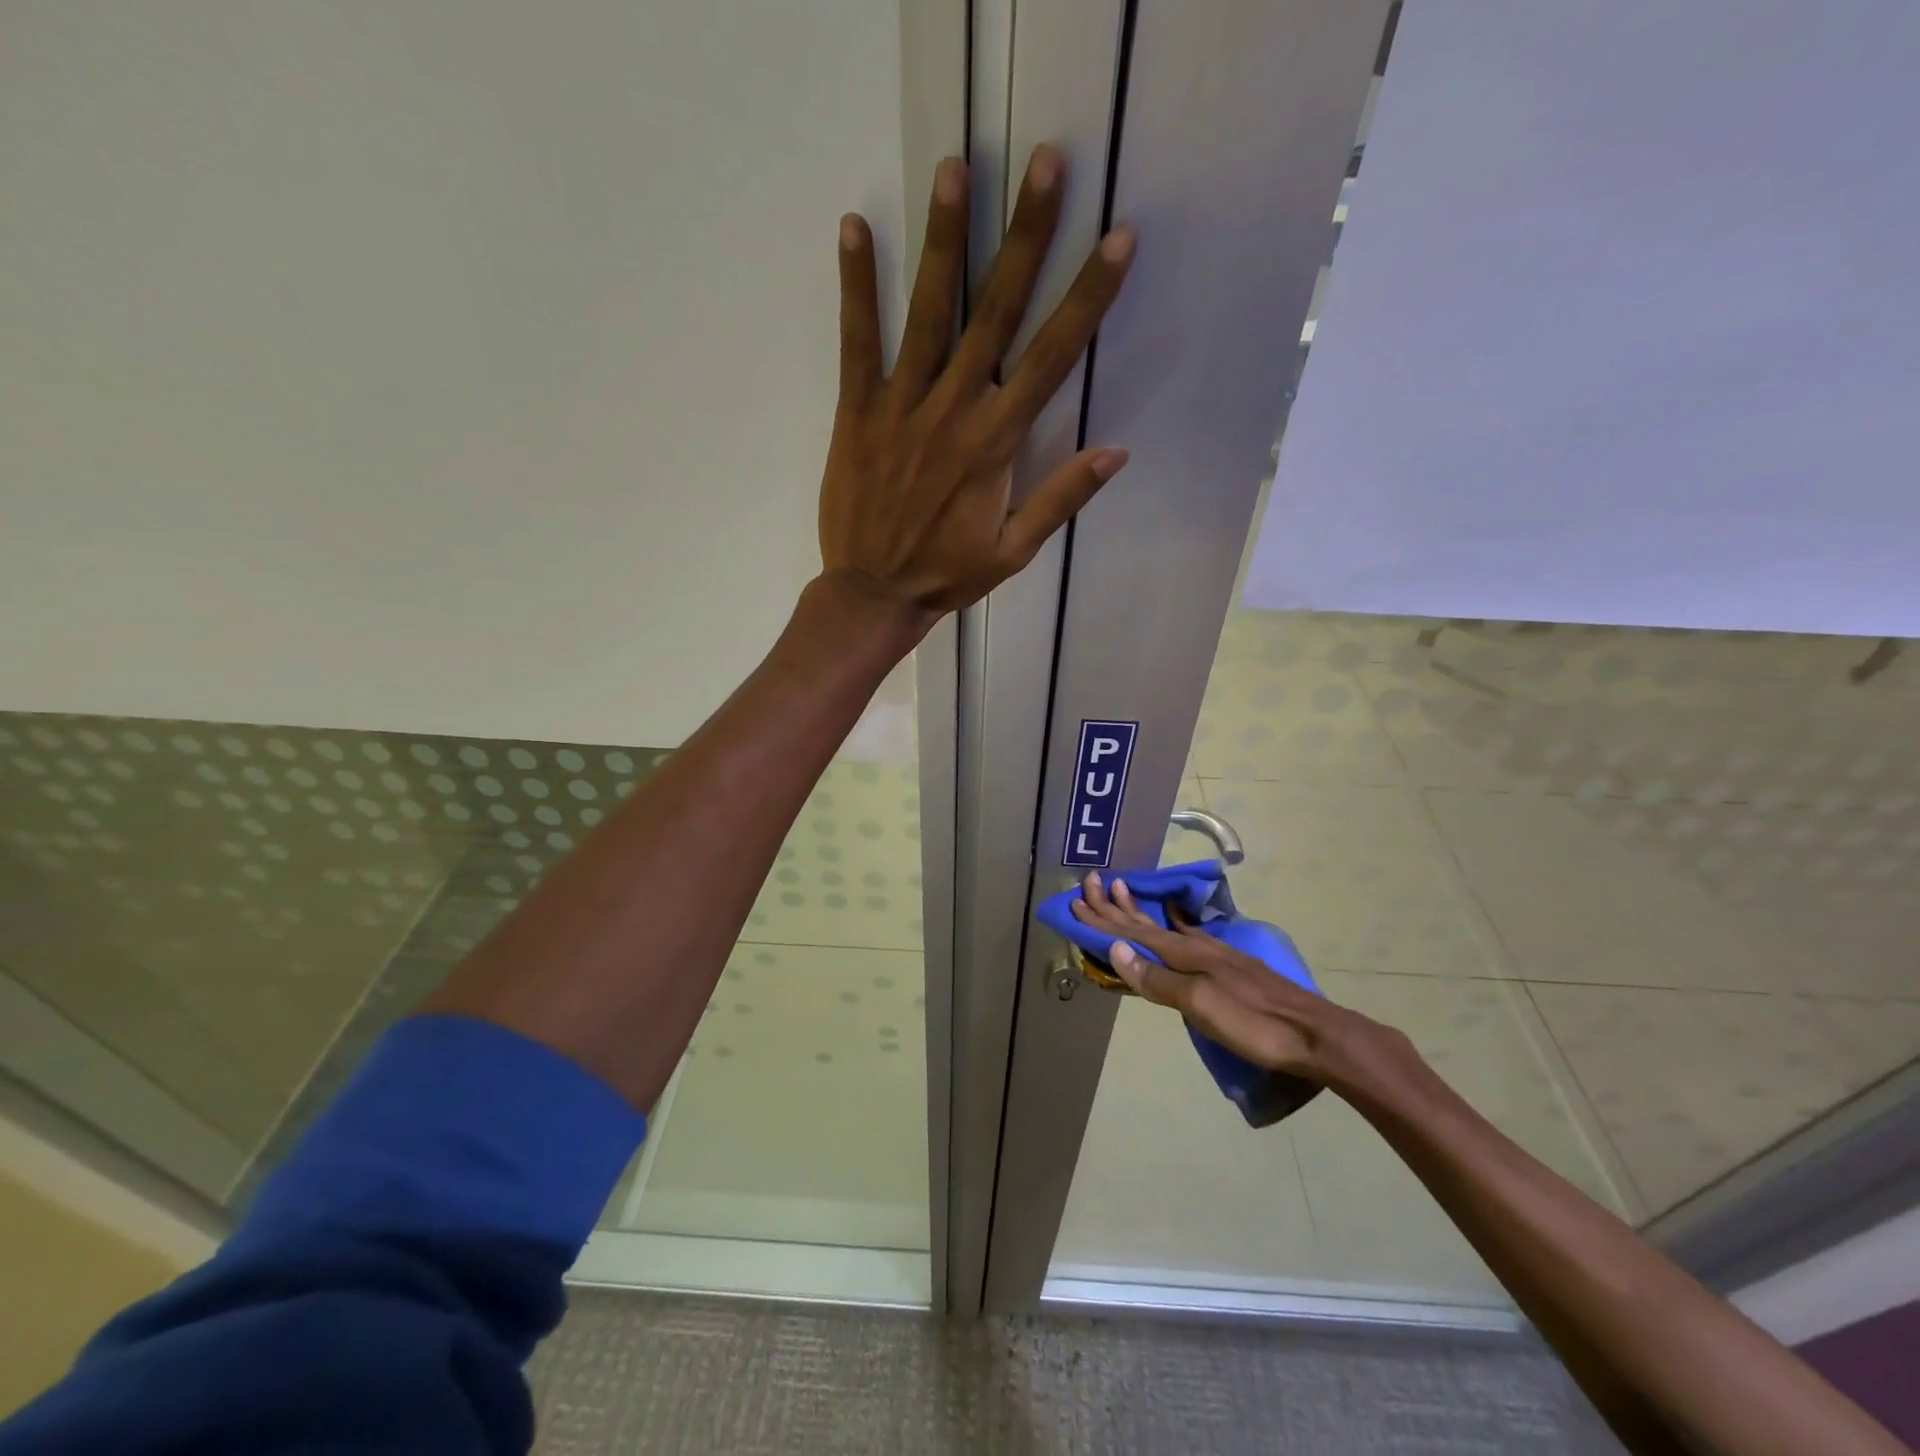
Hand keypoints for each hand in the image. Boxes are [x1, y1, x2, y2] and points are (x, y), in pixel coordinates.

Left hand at [818, 146, 1134, 627]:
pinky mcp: (856, 412)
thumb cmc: (947, 575)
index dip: (1086, 297)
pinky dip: (856, 286)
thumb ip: (1060, 498)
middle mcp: (953, 410)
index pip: (1051, 357)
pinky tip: (854, 227)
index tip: (1115, 238)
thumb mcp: (1013, 551)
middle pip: (996, 313)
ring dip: (943, 239)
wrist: (872, 594)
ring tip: (954, 170)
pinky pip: (856, 341)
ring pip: (928, 313)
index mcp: (996, 443)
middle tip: (1045, 163)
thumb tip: (1117, 452)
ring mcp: (901, 406)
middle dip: (1024, 236)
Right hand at [1069, 871, 1422, 1093]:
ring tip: (1123, 890)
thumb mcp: (1202, 1006)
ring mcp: (1216, 955)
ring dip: (1140, 912)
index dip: (1103, 920)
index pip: (1134, 934)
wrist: (1316, 1035)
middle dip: (1116, 906)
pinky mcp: (1230, 967)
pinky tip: (1178, 924)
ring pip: (1166, 927)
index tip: (1076, 901)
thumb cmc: (1255, 1024)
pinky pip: (1188, 936)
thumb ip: (1159, 979)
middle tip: (1091, 882)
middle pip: (1147, 923)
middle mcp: (1197, 947)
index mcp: (1187, 956)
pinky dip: (1171, 926)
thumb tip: (1116, 949)